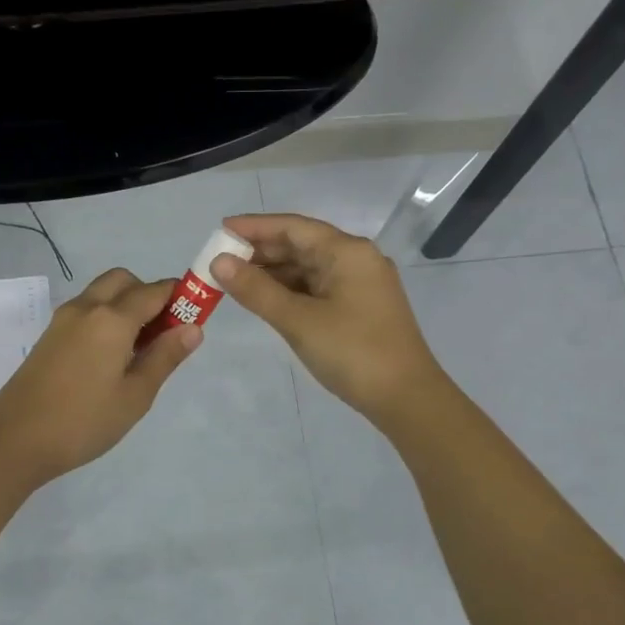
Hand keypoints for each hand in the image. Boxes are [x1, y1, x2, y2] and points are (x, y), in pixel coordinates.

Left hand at [0, 268, 200, 484]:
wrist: (15, 440)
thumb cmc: (84, 421)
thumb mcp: (136, 395)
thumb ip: (165, 357)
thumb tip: (193, 327)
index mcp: (112, 319)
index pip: (154, 291)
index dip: (179, 297)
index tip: (194, 317)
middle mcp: (86, 308)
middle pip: (124, 281)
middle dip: (148, 295)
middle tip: (161, 334)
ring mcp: (63, 320)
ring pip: (102, 293)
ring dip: (125, 305)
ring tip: (137, 349)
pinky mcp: (49, 335)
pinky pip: (85, 310)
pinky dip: (105, 317)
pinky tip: (109, 357)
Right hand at [212, 213, 447, 424]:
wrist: (406, 398)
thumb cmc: (352, 352)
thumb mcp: (298, 320)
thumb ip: (256, 290)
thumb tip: (218, 262)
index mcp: (347, 252)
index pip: (293, 227)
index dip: (254, 227)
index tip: (220, 230)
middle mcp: (357, 259)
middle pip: (301, 244)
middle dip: (260, 251)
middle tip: (220, 261)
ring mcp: (361, 284)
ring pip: (309, 268)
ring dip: (273, 273)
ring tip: (235, 281)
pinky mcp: (360, 308)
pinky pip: (318, 288)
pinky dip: (290, 290)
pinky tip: (266, 299)